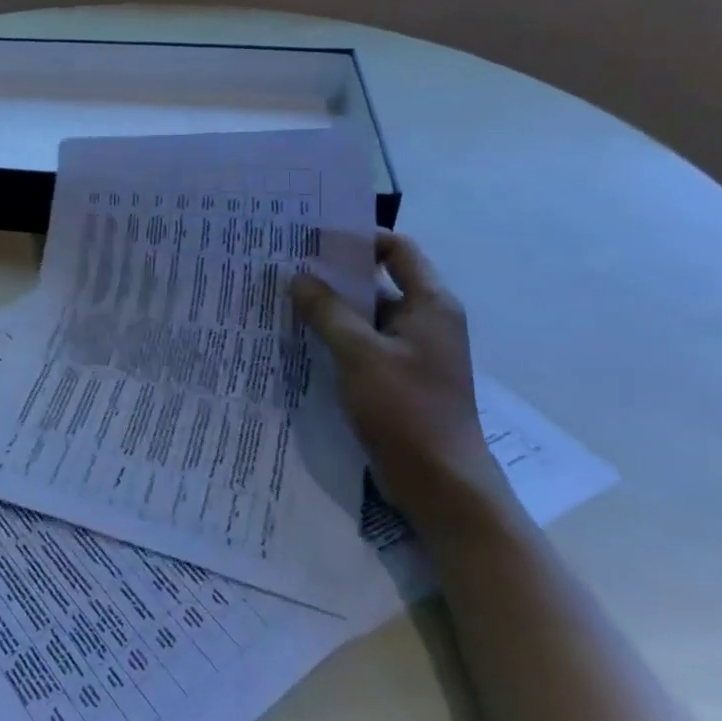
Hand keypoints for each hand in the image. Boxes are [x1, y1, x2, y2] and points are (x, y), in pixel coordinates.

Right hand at [292, 231, 509, 523]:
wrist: (440, 483)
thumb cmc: (406, 409)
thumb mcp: (360, 354)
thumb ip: (327, 311)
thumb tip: (297, 275)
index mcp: (430, 305)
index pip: (397, 250)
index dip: (359, 238)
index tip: (313, 237)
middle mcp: (424, 320)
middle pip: (377, 281)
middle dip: (333, 273)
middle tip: (285, 265)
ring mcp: (410, 350)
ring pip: (364, 315)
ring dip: (329, 307)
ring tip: (282, 299)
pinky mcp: (395, 376)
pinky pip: (361, 343)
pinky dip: (333, 336)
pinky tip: (298, 337)